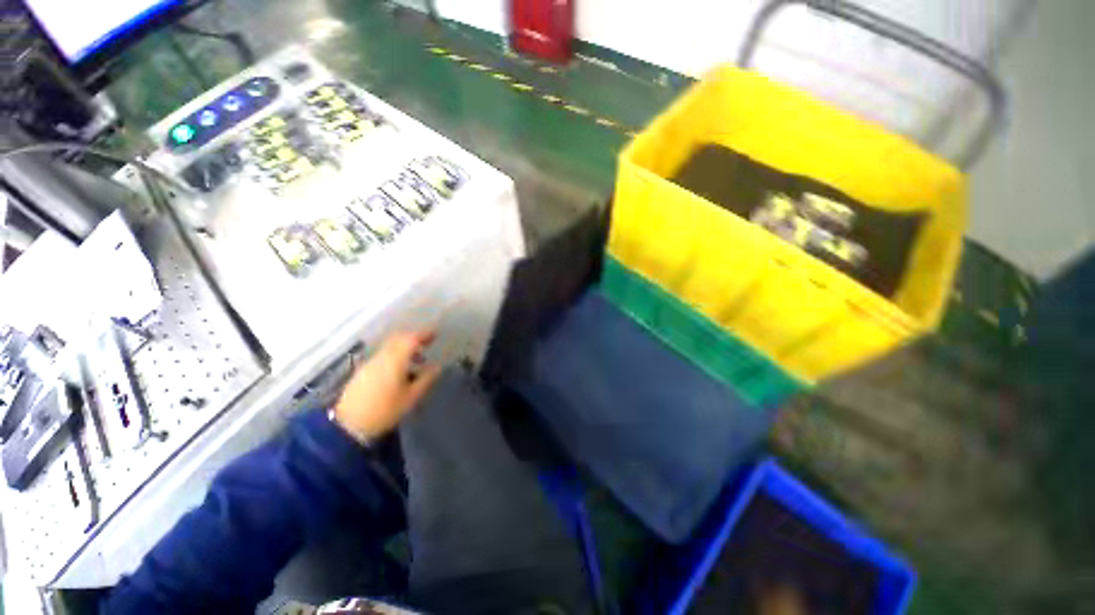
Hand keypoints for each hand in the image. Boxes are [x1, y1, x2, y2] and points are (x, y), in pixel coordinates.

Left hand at [333, 331, 441, 441]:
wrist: (349, 425)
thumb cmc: (385, 410)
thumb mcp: (412, 397)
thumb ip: (426, 379)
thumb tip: (437, 366)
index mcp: (395, 360)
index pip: (411, 339)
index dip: (424, 335)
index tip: (435, 335)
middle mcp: (382, 357)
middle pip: (399, 339)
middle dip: (414, 338)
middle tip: (427, 344)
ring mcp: (370, 363)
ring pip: (390, 347)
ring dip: (404, 348)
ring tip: (417, 361)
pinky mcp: (363, 371)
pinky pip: (383, 355)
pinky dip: (395, 355)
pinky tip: (400, 371)